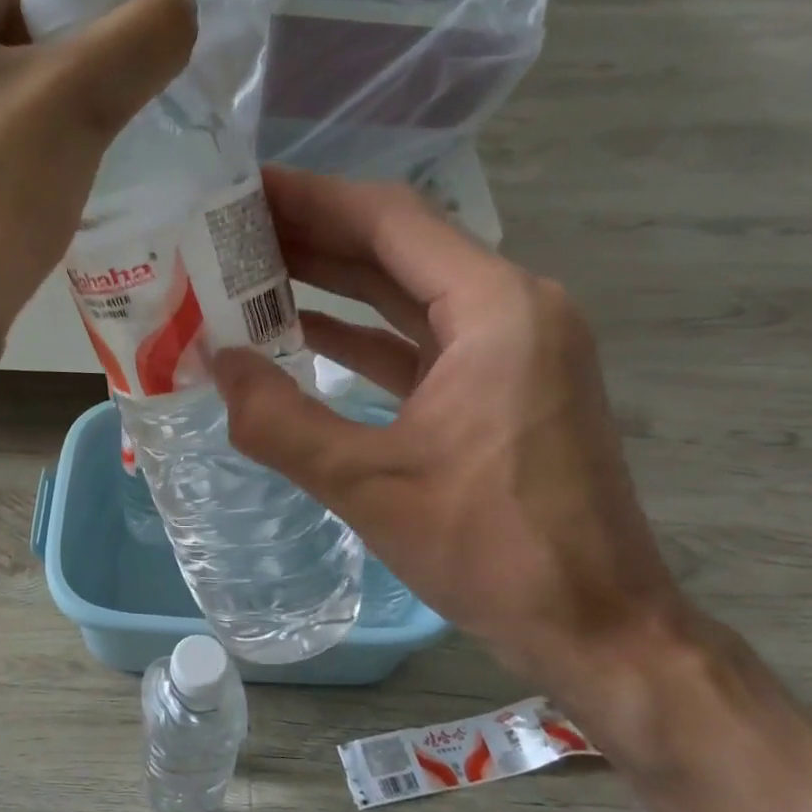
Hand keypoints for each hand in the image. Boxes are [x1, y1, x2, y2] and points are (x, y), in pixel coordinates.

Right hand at [216, 168, 811, 811]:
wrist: (596, 625)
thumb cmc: (492, 550)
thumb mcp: (369, 486)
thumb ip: (280, 421)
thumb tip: (215, 362)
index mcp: (495, 309)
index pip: (390, 219)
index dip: (311, 196)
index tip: (243, 186)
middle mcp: (512, 309)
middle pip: (398, 247)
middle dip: (314, 234)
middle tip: (231, 228)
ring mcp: (511, 349)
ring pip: (406, 294)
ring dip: (333, 282)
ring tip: (251, 272)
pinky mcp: (500, 388)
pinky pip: (418, 341)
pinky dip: (361, 334)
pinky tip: (302, 335)